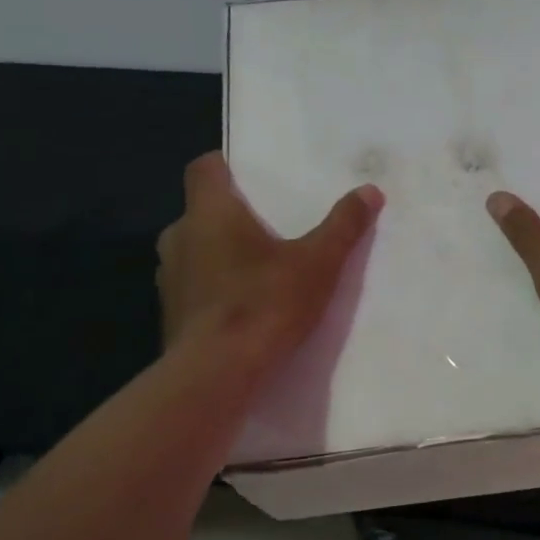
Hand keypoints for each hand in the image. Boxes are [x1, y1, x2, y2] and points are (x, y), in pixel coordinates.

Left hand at [157, 152, 383, 363]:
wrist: (216, 374)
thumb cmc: (264, 303)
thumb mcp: (317, 263)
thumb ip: (343, 226)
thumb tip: (369, 191)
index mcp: (209, 213)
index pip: (203, 168)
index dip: (224, 165)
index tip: (249, 174)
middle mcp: (179, 237)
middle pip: (201, 211)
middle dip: (231, 216)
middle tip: (268, 226)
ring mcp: (170, 278)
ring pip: (195, 250)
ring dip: (220, 254)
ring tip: (258, 268)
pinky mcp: (171, 314)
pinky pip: (194, 287)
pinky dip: (214, 288)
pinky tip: (243, 307)